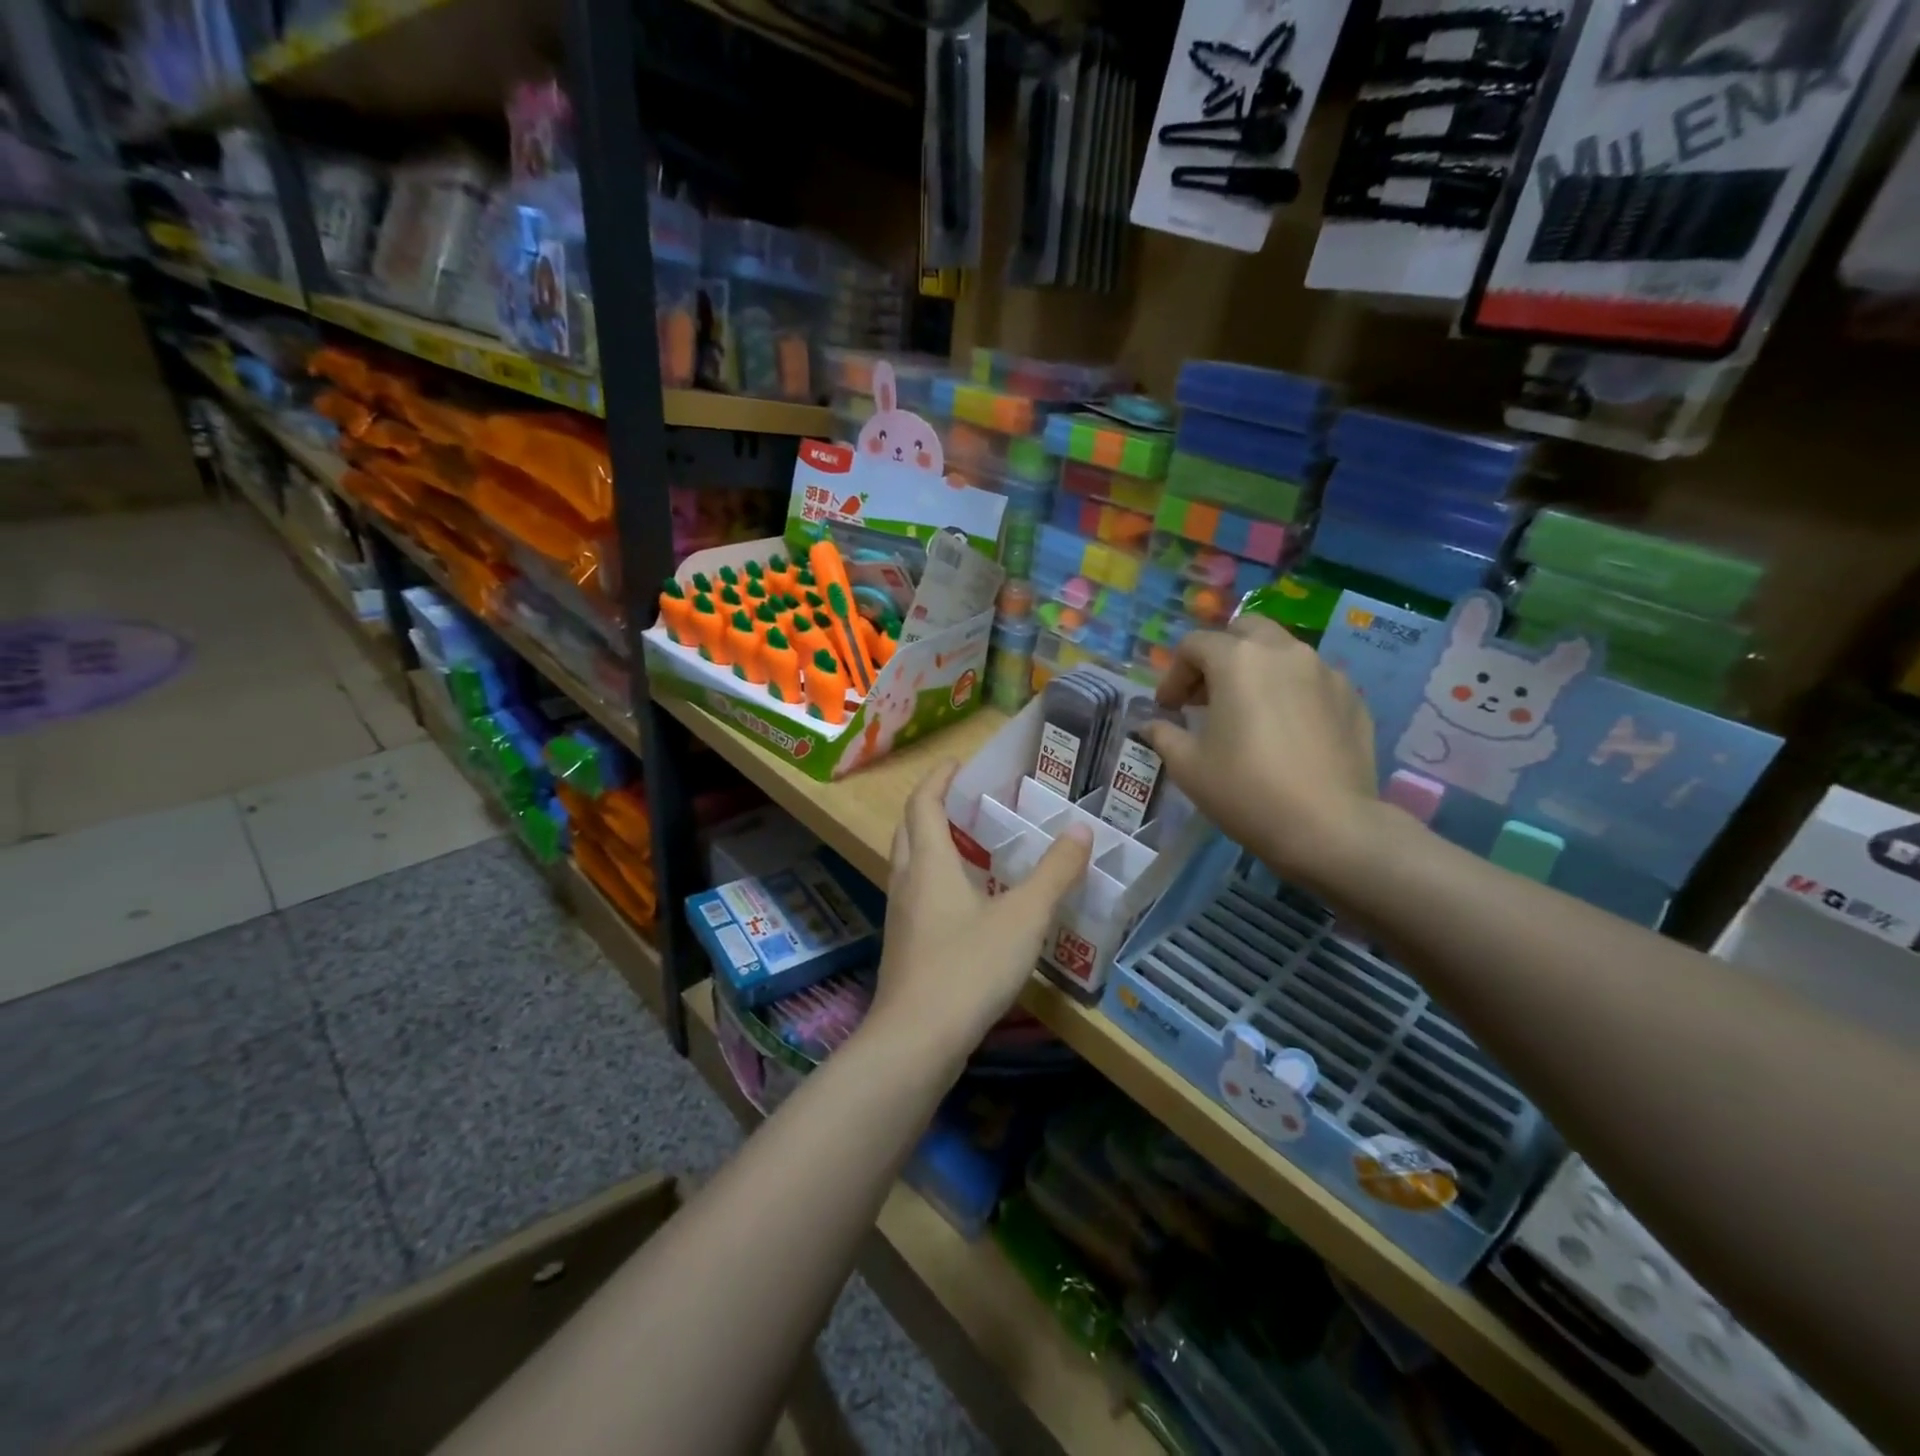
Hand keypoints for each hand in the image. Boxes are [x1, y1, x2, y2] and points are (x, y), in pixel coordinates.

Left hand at [865, 763, 1092, 1069]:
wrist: (916, 1040)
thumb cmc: (968, 967)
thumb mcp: (1024, 918)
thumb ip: (1055, 873)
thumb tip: (1081, 829)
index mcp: (929, 863)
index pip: (923, 803)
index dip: (938, 778)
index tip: (958, 763)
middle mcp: (907, 882)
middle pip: (908, 828)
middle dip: (931, 805)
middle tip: (966, 799)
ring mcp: (901, 916)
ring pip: (909, 863)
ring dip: (931, 843)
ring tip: (971, 843)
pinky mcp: (905, 946)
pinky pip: (916, 894)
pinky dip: (935, 878)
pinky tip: (967, 901)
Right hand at [1142, 614, 1387, 895]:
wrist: (1328, 827)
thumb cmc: (1245, 790)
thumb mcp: (1188, 766)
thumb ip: (1164, 735)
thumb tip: (1152, 725)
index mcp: (1237, 659)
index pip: (1194, 645)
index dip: (1173, 675)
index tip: (1168, 709)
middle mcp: (1283, 651)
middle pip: (1243, 632)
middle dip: (1218, 656)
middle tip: (1206, 696)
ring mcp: (1325, 671)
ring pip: (1282, 653)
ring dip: (1256, 671)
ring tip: (1247, 712)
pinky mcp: (1352, 698)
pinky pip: (1312, 680)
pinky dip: (1291, 692)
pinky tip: (1286, 732)